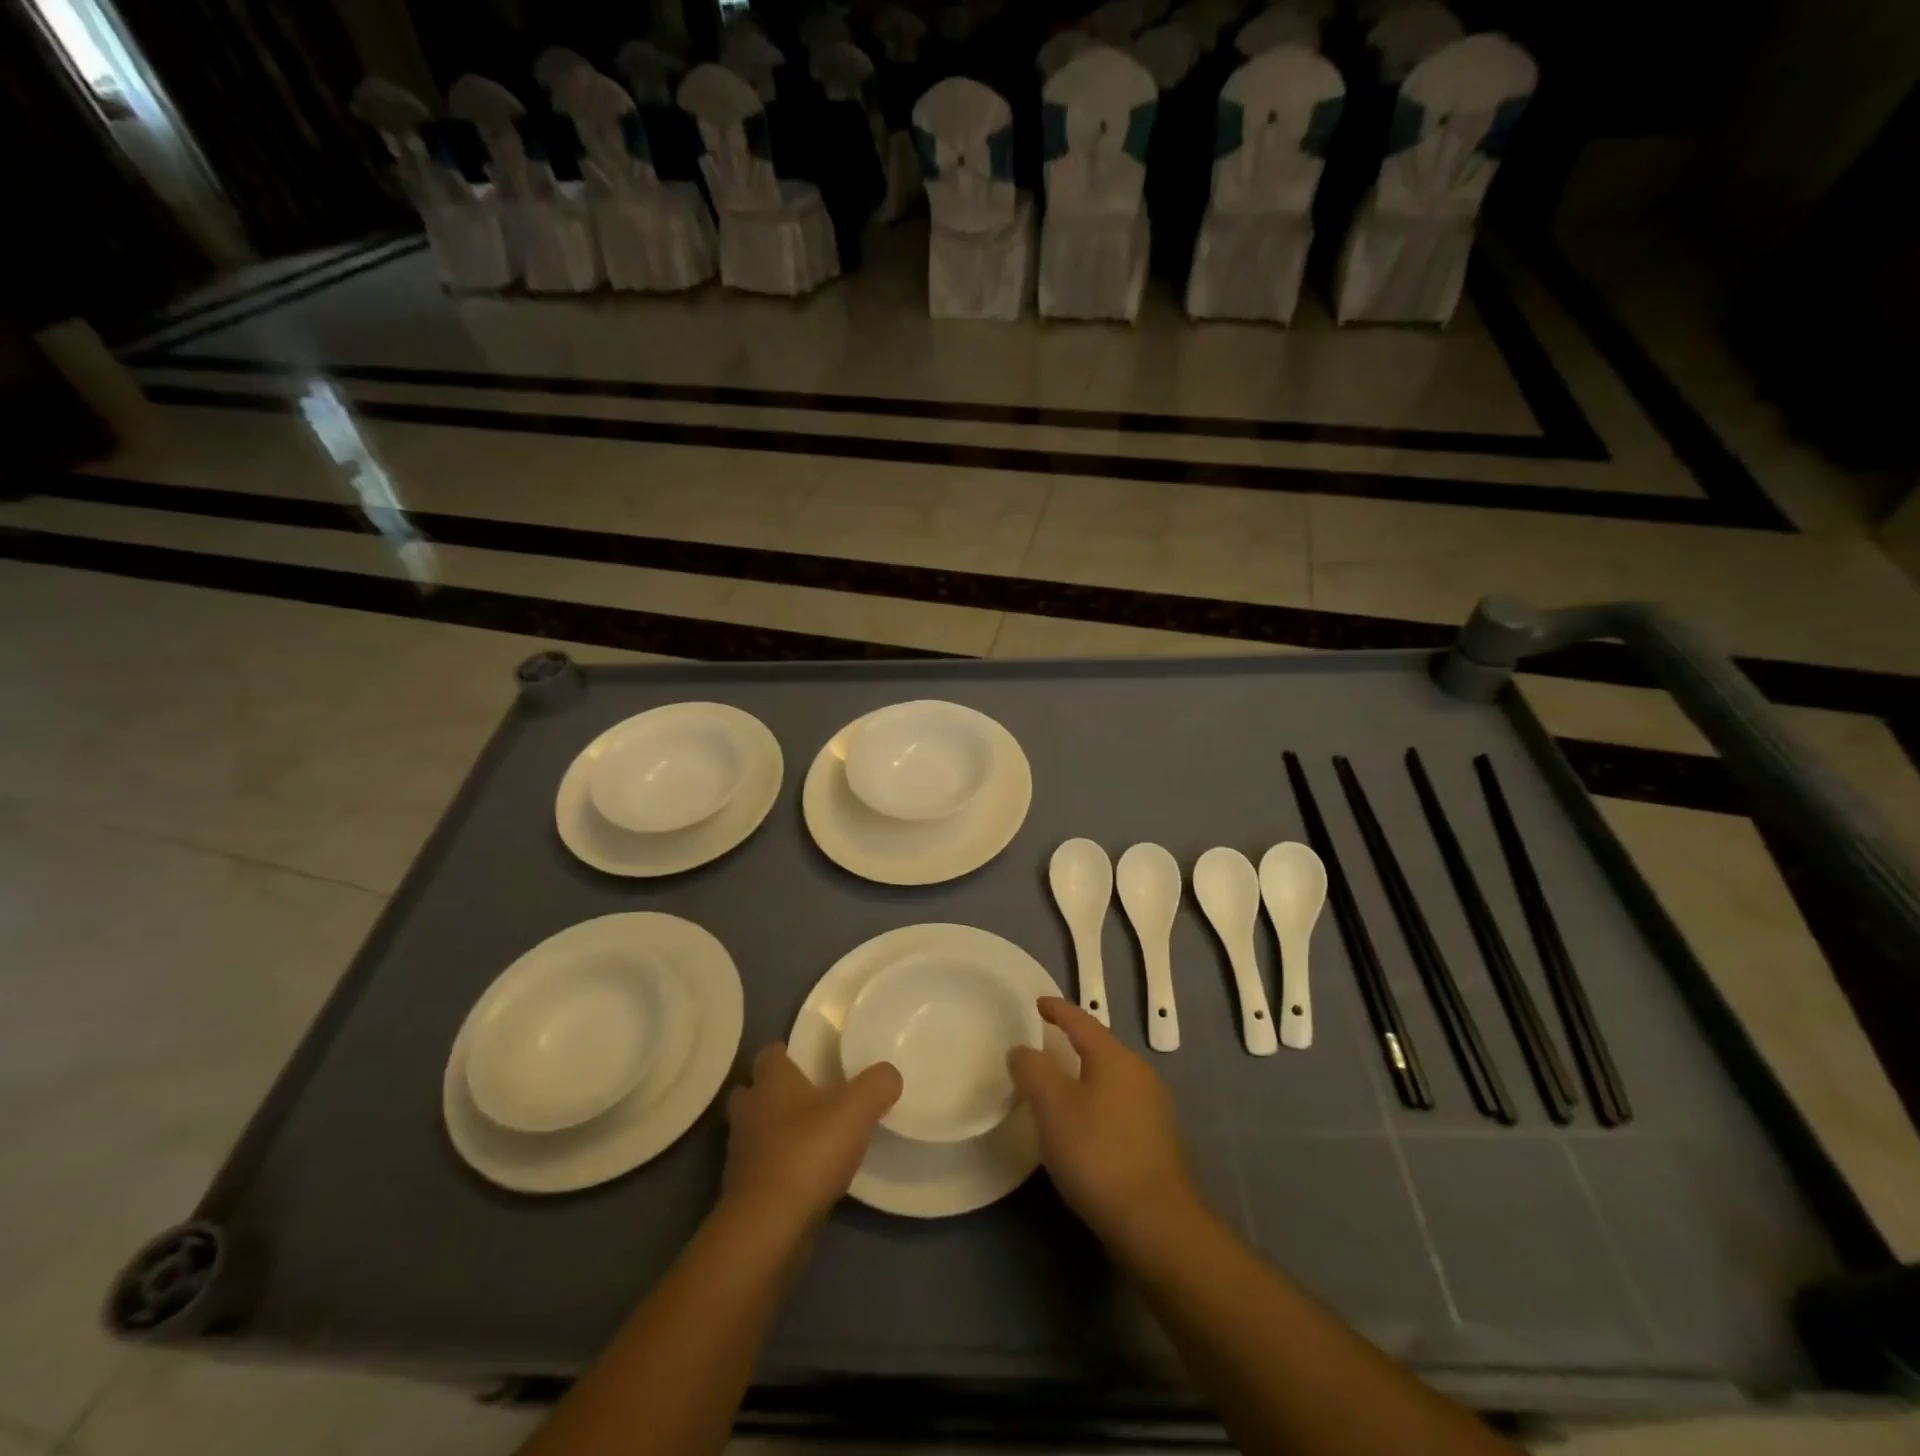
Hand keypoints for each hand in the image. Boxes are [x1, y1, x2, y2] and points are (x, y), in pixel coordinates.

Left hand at [723, 1044, 900, 1232]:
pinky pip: (760, 1169)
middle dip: (772, 1092)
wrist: (769, 1228)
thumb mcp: (858, 1108)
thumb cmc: (809, 1152)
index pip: (769, 1053)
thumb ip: (878, 1084)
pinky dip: (777, 1168)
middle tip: (807, 1097)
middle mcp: (749, 1112)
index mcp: (771, 1082)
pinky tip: (805, 1176)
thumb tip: (888, 1075)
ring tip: (810, 1138)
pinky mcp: (743, 1194)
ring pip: (754, 1131)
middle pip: (752, 1092)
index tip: (810, 1058)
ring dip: (773, 1132)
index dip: (786, 1052)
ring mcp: (741, 1155)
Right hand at [1008, 998, 1200, 1253]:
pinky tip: (1084, 1124)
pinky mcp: (1157, 1140)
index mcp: (1114, 1057)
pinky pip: (1119, 1104)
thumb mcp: (1052, 1106)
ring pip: (1111, 1077)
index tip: (1038, 1003)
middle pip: (1100, 1046)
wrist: (1155, 1222)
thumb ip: (1032, 1069)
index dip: (1057, 1009)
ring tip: (1059, 1084)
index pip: (1081, 1020)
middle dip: (1071, 1042)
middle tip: (1043, 1044)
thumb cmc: (1097, 1153)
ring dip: (1084, 1074)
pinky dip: (1097, 1101)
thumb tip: (1023, 1050)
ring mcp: (1154, 1107)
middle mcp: (1139, 1073)